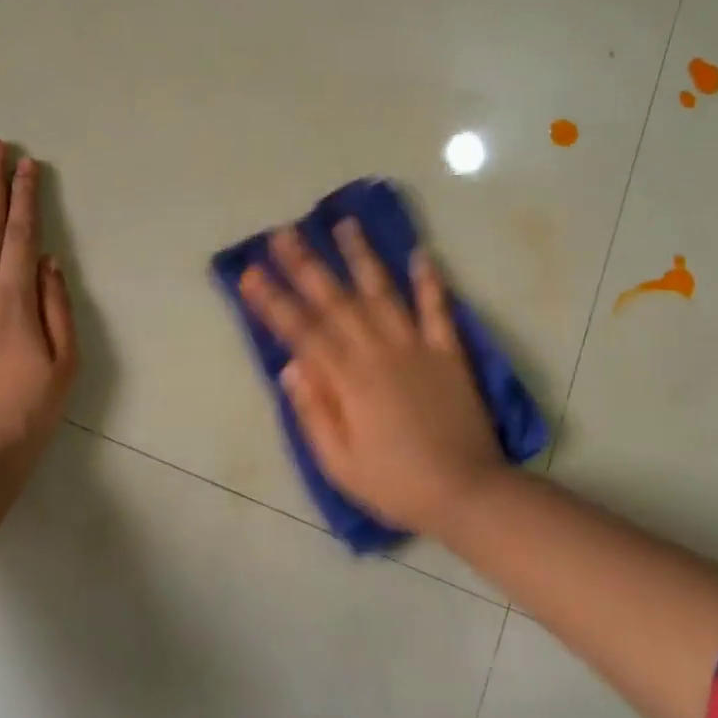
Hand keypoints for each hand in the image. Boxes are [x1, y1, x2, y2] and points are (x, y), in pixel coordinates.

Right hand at [239, 221, 502, 536]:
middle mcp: (378, 352)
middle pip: (335, 300)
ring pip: (383, 292)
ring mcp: (416, 347)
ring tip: (344, 223)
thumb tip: (291, 367)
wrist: (467, 493)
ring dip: (361, 256)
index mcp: (348, 380)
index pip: (301, 331)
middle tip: (283, 233)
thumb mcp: (339, 462)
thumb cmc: (395, 484)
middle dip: (306, 264)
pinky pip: (438, 310)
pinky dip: (430, 281)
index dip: (273, 301)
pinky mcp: (449, 352)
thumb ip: (314, 411)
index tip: (251, 273)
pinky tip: (421, 253)